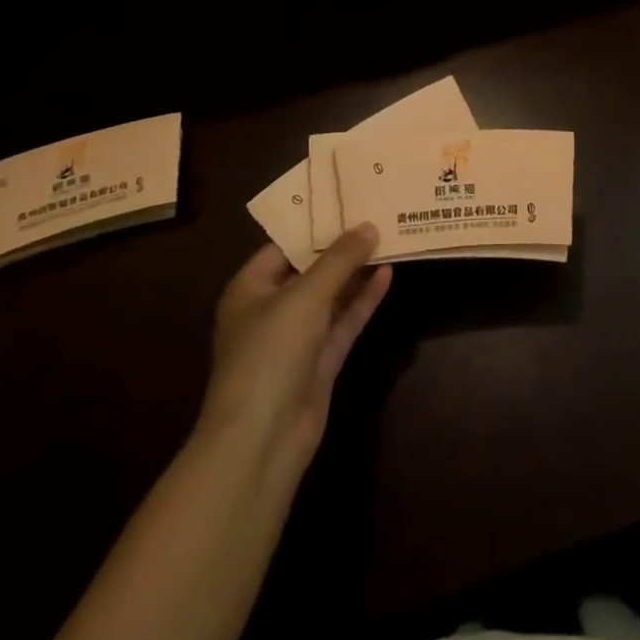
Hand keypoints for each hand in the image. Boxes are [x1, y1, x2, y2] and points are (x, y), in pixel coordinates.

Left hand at [199, 225, 392, 474]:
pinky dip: (363, 300)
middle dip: (341, 246)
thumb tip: (369, 225)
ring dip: (356, 272)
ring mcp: (297, 338)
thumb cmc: (270, 353)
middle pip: (310, 269)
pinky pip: (344, 321)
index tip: (348, 199)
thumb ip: (339, 259)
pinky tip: (387, 275)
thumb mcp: (305, 296)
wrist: (262, 440)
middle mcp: (271, 309)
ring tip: (388, 237)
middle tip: (375, 213)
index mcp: (250, 288)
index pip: (284, 244)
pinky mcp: (320, 362)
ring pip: (331, 295)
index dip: (315, 223)